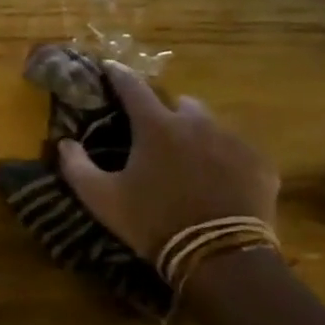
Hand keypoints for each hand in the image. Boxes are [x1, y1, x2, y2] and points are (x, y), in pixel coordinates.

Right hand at [57, 64, 278, 260]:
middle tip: (158, 138)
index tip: (110, 67)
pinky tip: (221, 183)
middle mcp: (197, 122)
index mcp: (156, 126)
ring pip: (212, 126)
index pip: (132, 87)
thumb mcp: (103, 199)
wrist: (220, 258)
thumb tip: (65, 143)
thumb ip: (77, 167)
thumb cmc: (154, 222)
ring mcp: (233, 141)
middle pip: (180, 104)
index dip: (119, 74)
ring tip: (192, 162)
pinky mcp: (260, 163)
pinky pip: (240, 151)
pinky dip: (227, 160)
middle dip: (168, 114)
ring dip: (199, 136)